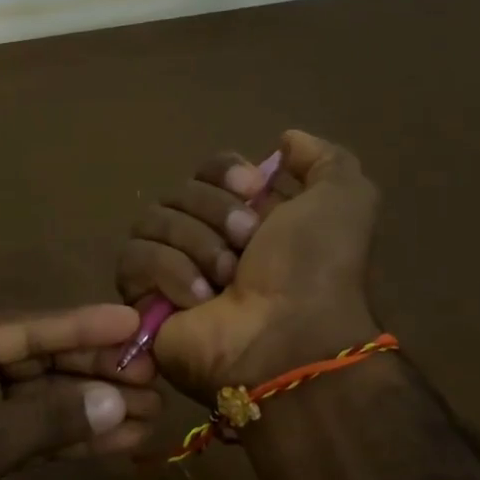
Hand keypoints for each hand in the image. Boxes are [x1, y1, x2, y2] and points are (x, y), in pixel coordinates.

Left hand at [0, 306, 159, 479]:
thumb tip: (118, 402)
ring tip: (152, 409)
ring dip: (92, 408)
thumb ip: (46, 421)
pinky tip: (123, 441)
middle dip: (92, 371)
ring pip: (41, 400)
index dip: (77, 327)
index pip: (18, 328)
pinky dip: (75, 439)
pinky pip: (36, 434)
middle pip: (36, 361)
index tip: (131, 322)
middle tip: (153, 373)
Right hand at [116, 130, 379, 401]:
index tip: (252, 190)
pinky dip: (169, 272)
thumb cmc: (316, 270)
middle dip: (214, 214)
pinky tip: (198, 299)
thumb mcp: (345, 201)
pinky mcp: (141, 297)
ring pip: (151, 220)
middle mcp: (205, 237)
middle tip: (246, 247)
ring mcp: (170, 267)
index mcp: (246, 215)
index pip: (207, 169)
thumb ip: (324, 160)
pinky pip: (134, 258)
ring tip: (224, 281)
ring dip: (195, 245)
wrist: (287, 339)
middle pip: (178, 191)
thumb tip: (285, 141)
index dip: (224, 173)